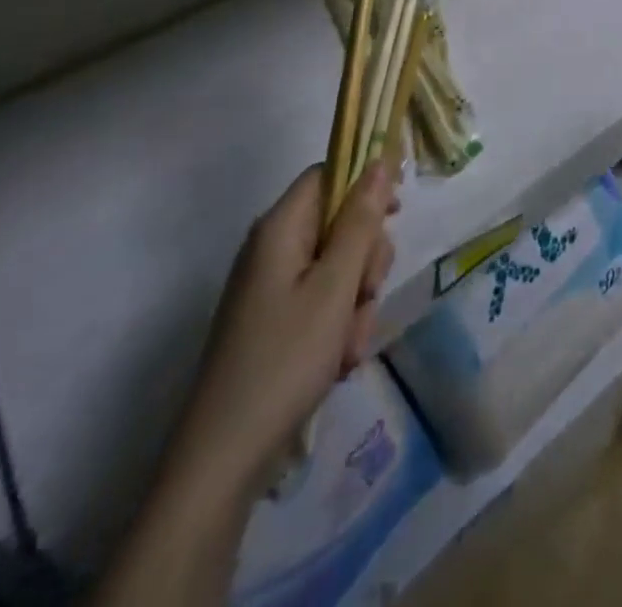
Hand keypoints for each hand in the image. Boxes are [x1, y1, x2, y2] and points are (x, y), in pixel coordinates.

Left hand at [90, 164, 395, 606]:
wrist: (223, 460)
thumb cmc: (284, 359)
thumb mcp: (335, 287)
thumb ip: (361, 221)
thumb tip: (380, 161)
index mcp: (280, 228)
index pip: (329, 175)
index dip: (366, 183)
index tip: (398, 210)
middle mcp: (274, 248)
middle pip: (340, 223)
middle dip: (365, 259)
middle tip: (367, 294)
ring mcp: (273, 287)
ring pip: (339, 267)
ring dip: (356, 301)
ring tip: (350, 345)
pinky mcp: (276, 321)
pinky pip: (323, 302)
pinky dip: (339, 326)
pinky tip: (339, 362)